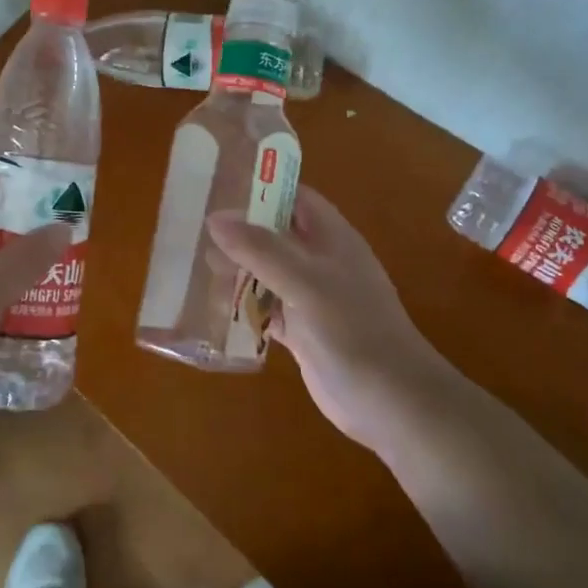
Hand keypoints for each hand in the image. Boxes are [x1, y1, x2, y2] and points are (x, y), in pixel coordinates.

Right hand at [206, 188, 438, 453]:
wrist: (391, 402)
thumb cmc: (352, 329)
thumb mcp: (304, 282)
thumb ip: (260, 249)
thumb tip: (215, 217)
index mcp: (331, 238)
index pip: (294, 197)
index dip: (261, 187)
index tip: (219, 185)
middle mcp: (321, 261)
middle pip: (276, 234)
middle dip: (240, 231)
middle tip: (196, 229)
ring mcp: (311, 297)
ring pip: (268, 272)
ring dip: (238, 269)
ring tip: (198, 266)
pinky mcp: (302, 331)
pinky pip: (267, 308)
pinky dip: (244, 305)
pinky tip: (215, 307)